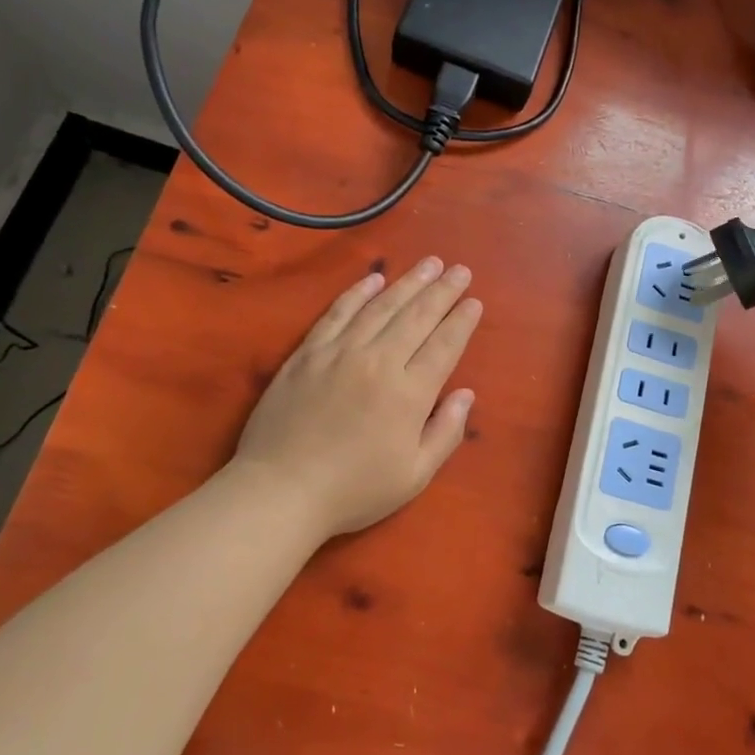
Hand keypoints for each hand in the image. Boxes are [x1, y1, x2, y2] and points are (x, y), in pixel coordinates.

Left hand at [232, 257, 482, 539]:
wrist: (280, 491)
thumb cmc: (353, 491)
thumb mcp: (414, 476)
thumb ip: (445, 433)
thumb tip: (466, 394)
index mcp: (409, 393)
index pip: (444, 345)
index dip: (462, 321)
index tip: (474, 301)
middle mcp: (379, 361)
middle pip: (417, 317)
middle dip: (443, 290)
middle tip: (460, 269)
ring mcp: (340, 352)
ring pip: (381, 306)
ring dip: (409, 282)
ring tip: (430, 263)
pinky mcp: (308, 352)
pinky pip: (338, 312)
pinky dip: (358, 292)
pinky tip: (374, 278)